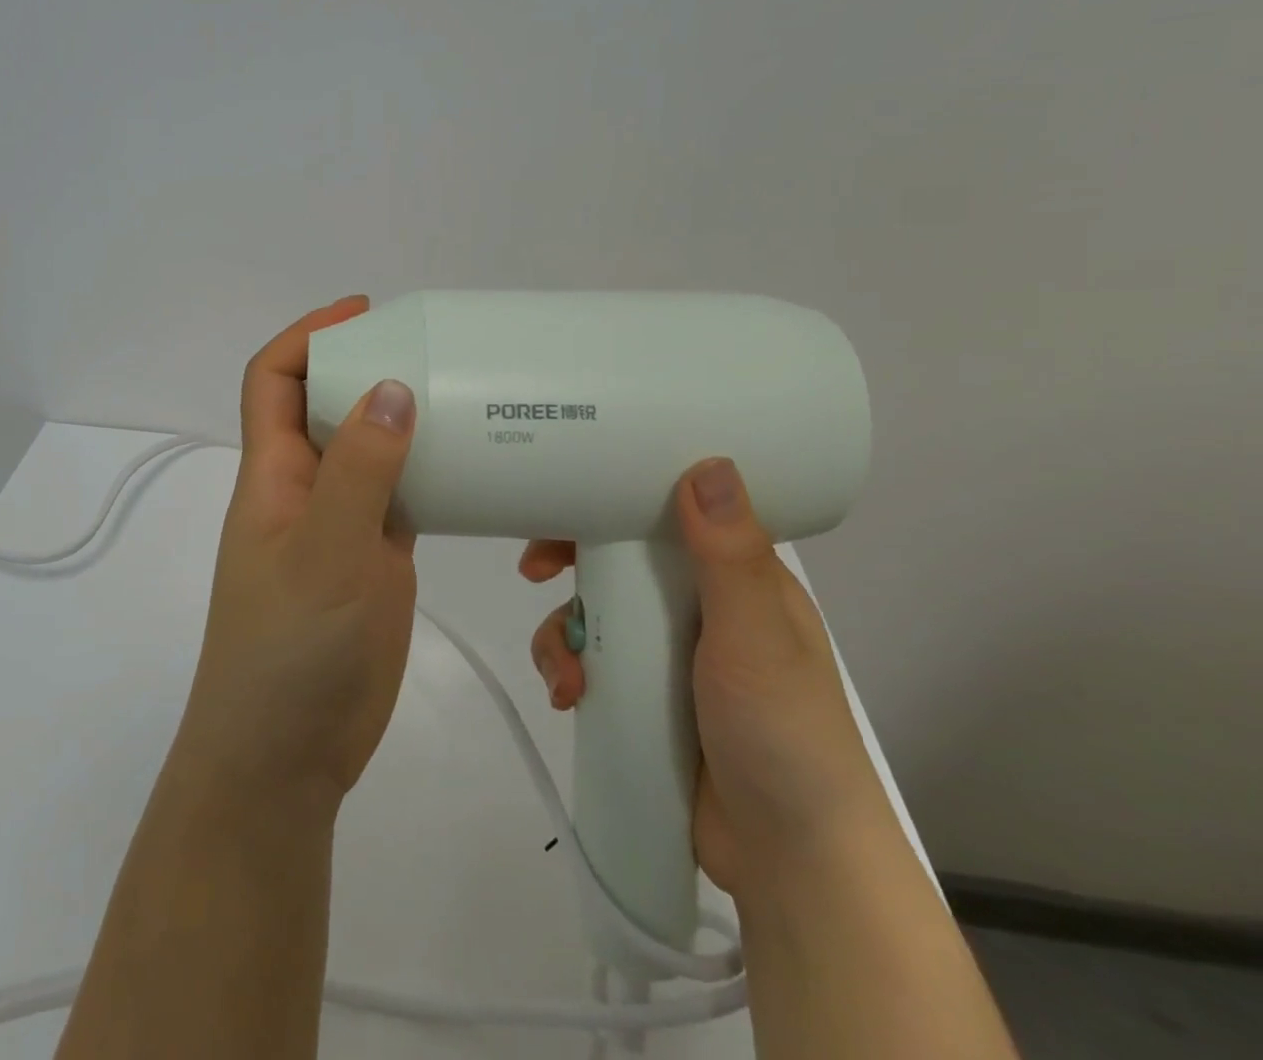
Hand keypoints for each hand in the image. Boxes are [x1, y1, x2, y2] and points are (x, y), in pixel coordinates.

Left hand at [171, 296, 419, 818]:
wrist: (285, 755)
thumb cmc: (290, 648)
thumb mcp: (324, 551)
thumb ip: (360, 471)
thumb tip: (391, 387)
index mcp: (273, 472)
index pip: (274, 380)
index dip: (309, 335)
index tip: (366, 312)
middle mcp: (303, 488)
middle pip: (327, 406)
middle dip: (367, 368)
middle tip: (434, 349)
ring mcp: (339, 525)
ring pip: (368, 451)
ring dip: (402, 420)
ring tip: (463, 394)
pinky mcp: (371, 559)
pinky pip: (399, 497)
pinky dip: (427, 472)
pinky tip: (470, 464)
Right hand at [521, 458, 890, 895]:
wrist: (792, 863)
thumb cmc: (784, 736)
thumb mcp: (755, 638)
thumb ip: (728, 557)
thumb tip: (708, 461)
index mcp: (734, 579)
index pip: (667, 514)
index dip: (614, 499)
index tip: (567, 497)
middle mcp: (699, 606)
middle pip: (617, 559)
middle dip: (568, 563)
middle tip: (534, 573)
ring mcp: (668, 653)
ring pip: (593, 612)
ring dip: (564, 634)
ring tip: (568, 677)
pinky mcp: (645, 695)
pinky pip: (591, 661)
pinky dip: (570, 671)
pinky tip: (570, 698)